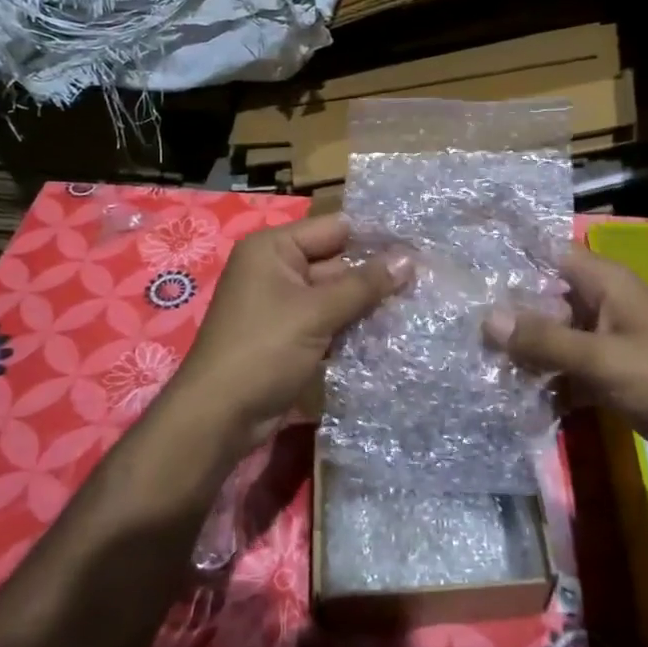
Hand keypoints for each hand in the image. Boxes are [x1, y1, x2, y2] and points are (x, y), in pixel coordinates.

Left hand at [168, 213, 410, 449]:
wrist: (220, 417)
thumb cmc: (263, 350)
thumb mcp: (316, 312)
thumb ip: (364, 285)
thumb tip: (410, 259)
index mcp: (274, 249)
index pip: (335, 229)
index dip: (375, 237)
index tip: (421, 244)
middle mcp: (277, 269)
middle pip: (337, 262)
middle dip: (377, 273)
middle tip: (427, 278)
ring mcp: (283, 304)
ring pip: (336, 295)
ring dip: (369, 303)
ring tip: (419, 302)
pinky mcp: (291, 335)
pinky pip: (329, 320)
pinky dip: (353, 325)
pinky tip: (391, 330)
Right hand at [484, 247, 647, 469]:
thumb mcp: (601, 359)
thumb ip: (545, 340)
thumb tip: (487, 319)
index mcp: (603, 283)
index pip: (547, 254)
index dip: (510, 256)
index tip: (467, 266)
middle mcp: (600, 304)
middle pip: (543, 300)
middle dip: (507, 316)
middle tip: (460, 331)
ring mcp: (604, 339)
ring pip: (552, 338)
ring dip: (524, 354)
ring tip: (478, 368)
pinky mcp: (608, 372)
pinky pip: (566, 369)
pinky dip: (546, 382)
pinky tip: (516, 401)